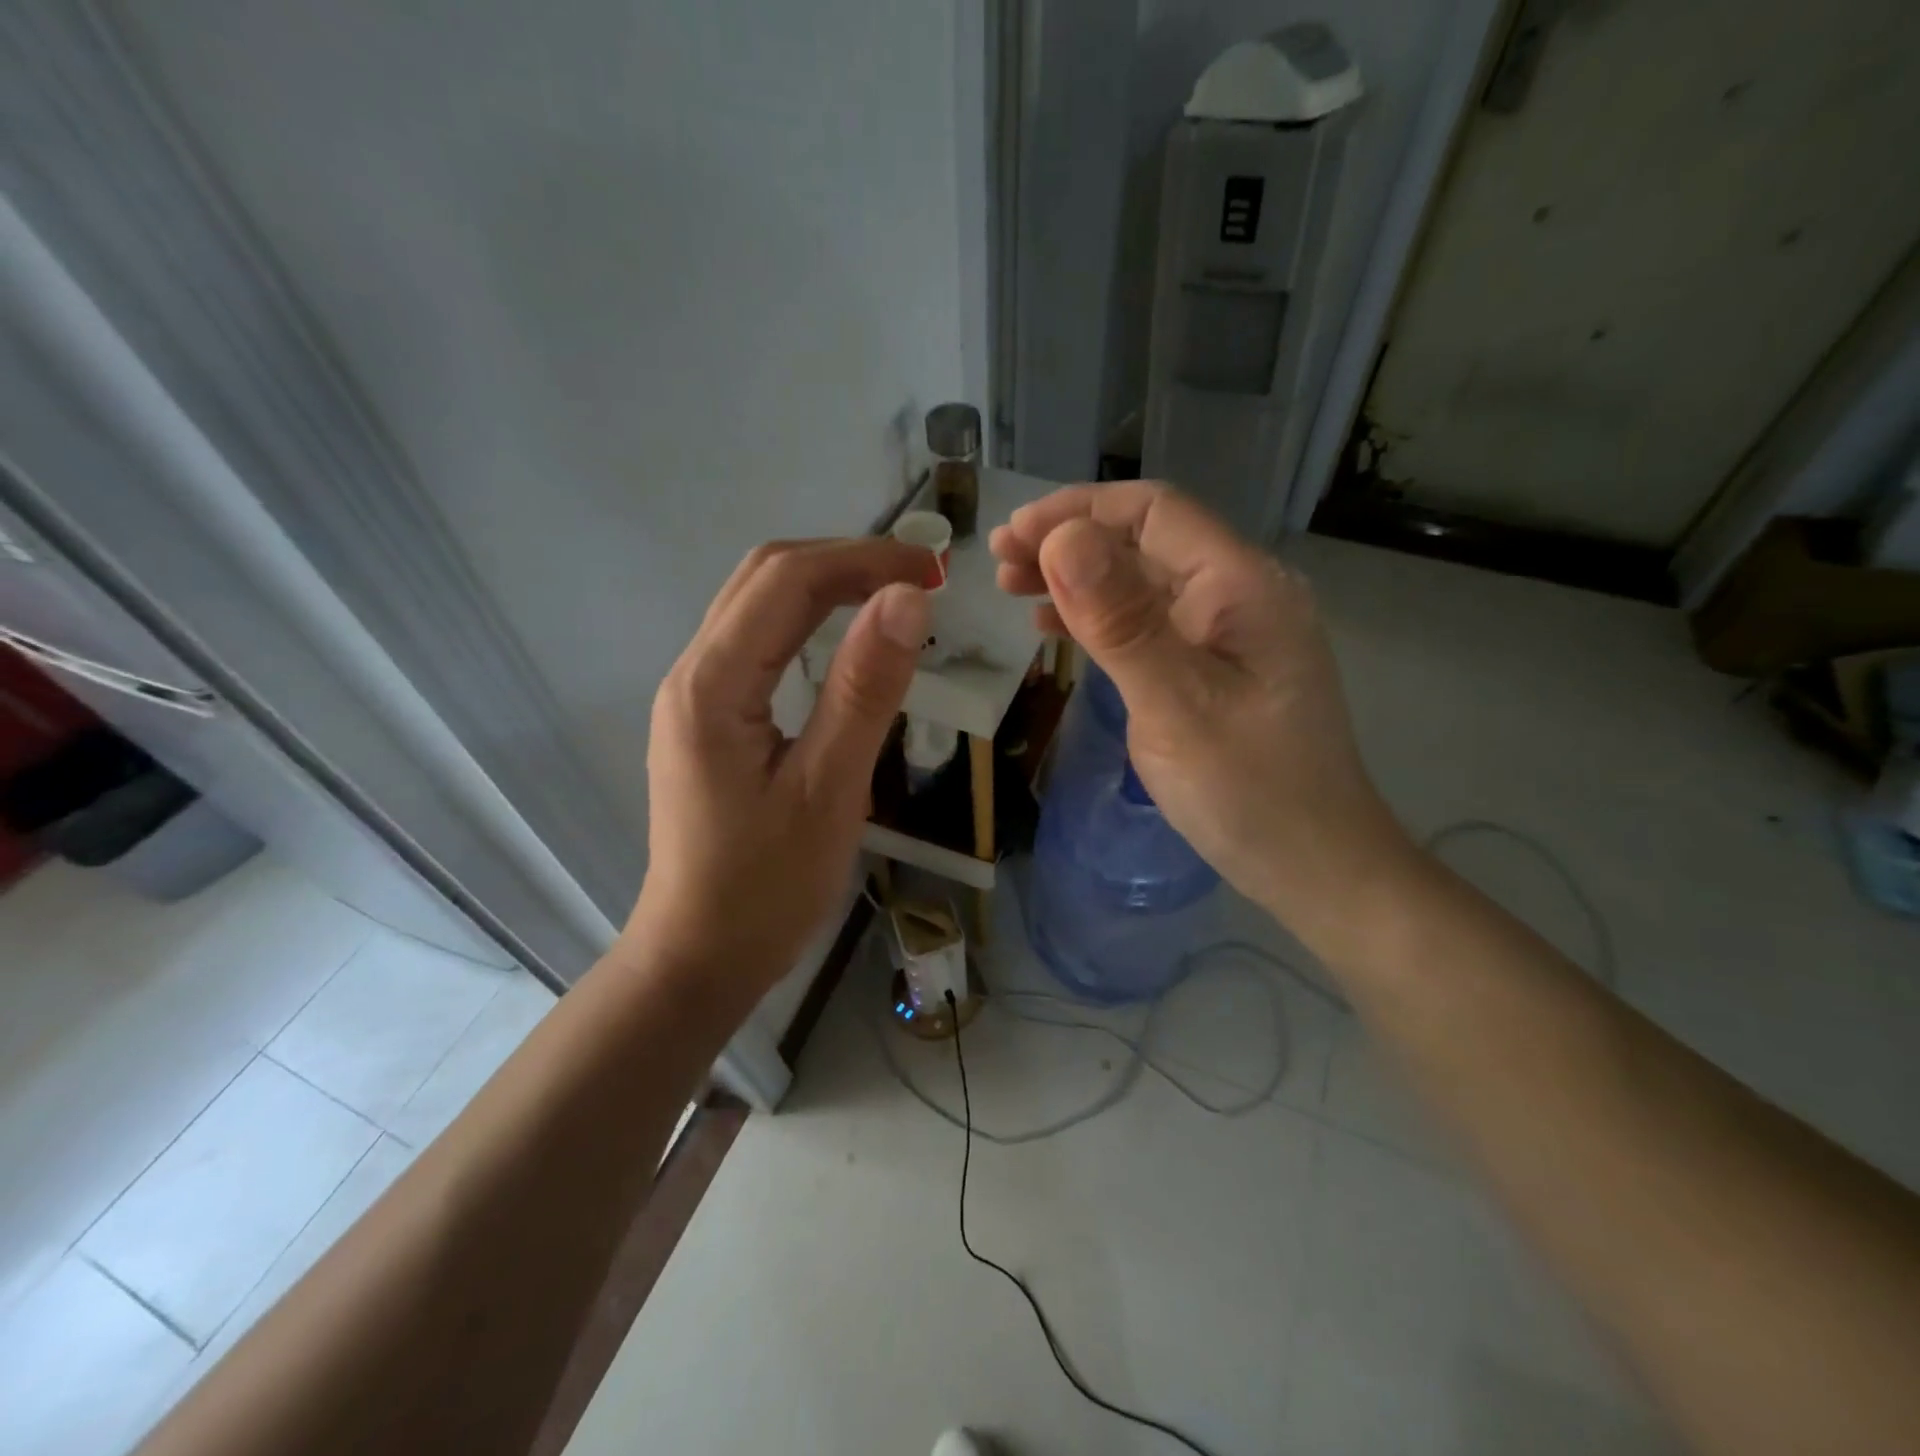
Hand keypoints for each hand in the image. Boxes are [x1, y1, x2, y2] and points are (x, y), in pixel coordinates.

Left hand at [626, 538, 929, 1004]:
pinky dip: (808, 620)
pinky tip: (847, 639)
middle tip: (920, 578)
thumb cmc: (767, 887)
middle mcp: (693, 673)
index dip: (864, 560)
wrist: (700, 955)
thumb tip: (907, 597)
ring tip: (893, 596)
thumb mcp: (828, 789)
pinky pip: (757, 641)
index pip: (788, 580)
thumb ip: (864, 690)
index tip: (935, 570)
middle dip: (845, 562)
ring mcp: (695, 695)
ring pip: (757, 604)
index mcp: (712, 684)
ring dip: (826, 585)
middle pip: (764, 577)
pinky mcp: (709, 718)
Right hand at [991, 482, 1413, 935]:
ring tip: (1012, 587)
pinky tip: (1055, 627)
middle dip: (1069, 542)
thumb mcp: (1176, 704)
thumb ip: (1120, 620)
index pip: (1153, 512)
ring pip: (1140, 582)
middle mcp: (1237, 594)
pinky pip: (1147, 624)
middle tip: (1000, 562)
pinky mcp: (1211, 667)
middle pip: (1144, 541)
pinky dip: (1098, 618)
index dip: (1078, 511)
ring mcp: (1225, 633)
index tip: (1014, 534)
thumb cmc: (1249, 790)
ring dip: (1077, 578)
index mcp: (1241, 585)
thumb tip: (1061, 537)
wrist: (1312, 864)